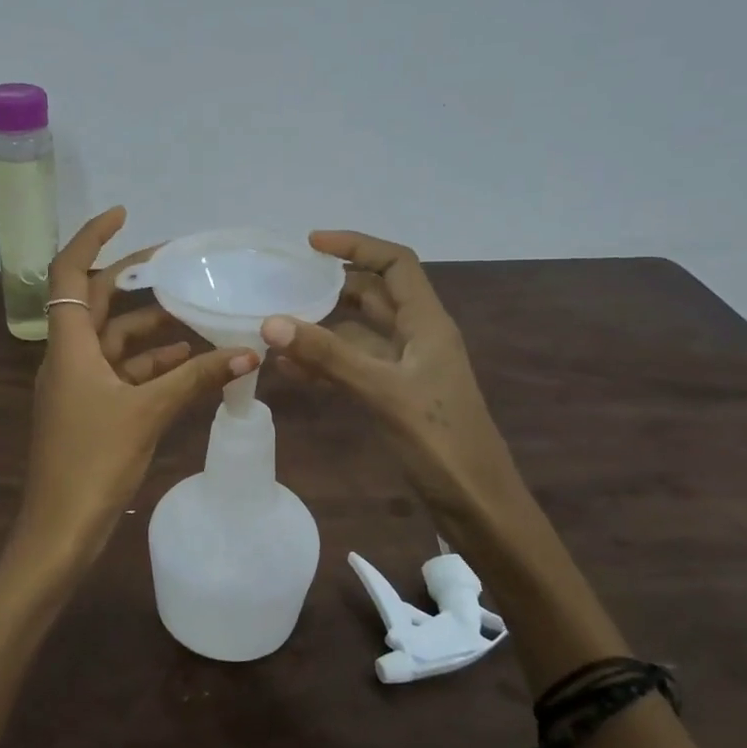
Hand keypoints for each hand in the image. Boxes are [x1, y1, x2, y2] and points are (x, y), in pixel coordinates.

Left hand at [8, 208, 257, 576]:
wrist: (60, 530)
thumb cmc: (93, 462)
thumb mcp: (148, 413)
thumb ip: (197, 378)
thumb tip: (250, 350)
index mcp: (69, 346)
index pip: (70, 273)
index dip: (93, 238)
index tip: (125, 215)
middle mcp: (69, 357)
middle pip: (97, 303)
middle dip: (133, 280)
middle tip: (176, 264)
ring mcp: (78, 386)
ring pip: (115, 342)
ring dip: (151, 329)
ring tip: (196, 314)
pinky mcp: (90, 411)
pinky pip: (122, 374)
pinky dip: (151, 365)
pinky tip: (188, 362)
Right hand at [262, 231, 533, 541]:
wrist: (475, 503)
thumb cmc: (439, 441)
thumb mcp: (382, 391)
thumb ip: (328, 356)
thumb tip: (271, 322)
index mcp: (427, 323)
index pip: (395, 264)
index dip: (357, 246)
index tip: (311, 244)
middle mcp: (417, 337)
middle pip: (373, 295)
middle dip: (332, 286)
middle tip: (285, 284)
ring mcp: (406, 368)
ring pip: (359, 333)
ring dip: (322, 328)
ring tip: (277, 328)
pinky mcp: (395, 396)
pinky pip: (355, 367)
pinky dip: (325, 363)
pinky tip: (291, 371)